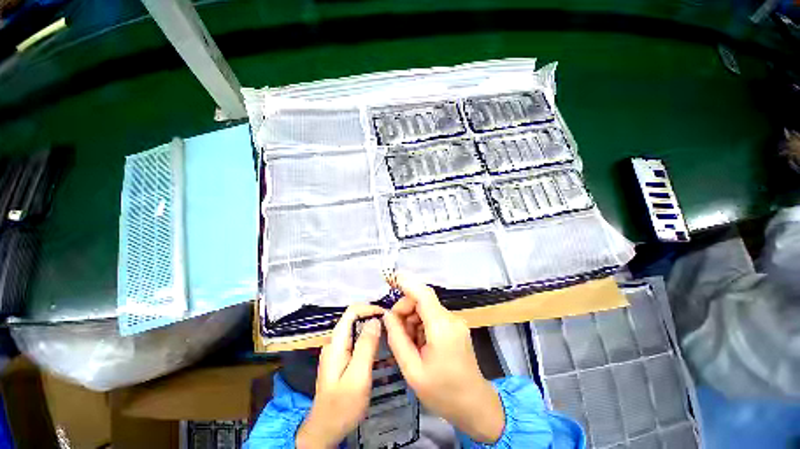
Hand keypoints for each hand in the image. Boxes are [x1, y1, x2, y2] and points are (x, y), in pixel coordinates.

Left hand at [296, 304, 384, 448]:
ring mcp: (337, 350)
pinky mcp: (341, 358)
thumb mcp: (357, 376)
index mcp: (336, 343)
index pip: (352, 311)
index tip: (387, 315)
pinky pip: (356, 339)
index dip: (369, 308)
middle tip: (392, 325)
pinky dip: (369, 337)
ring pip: (356, 328)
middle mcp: (335, 342)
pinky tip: (379, 345)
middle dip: (373, 316)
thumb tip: (375, 320)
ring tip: (389, 333)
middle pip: (354, 318)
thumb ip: (366, 346)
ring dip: (372, 327)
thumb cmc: (342, 406)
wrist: (325, 430)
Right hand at [382, 272, 504, 442]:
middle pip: (423, 300)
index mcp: (441, 328)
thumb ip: (397, 339)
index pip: (424, 295)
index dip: (408, 283)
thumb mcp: (412, 371)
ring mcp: (455, 321)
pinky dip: (421, 324)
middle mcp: (451, 319)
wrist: (474, 405)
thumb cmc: (442, 393)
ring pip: (426, 308)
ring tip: (409, 343)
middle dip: (405, 309)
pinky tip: (419, 343)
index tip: (392, 278)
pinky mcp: (455, 326)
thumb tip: (387, 316)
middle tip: (395, 331)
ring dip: (412, 319)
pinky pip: (433, 316)